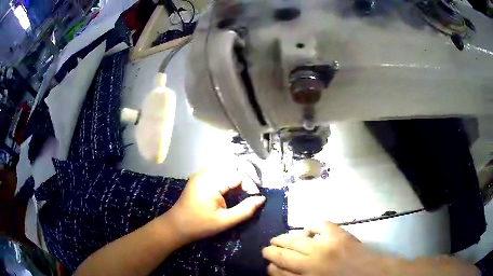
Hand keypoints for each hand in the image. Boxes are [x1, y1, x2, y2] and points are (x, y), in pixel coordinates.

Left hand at [166, 169, 265, 245]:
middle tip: (254, 192)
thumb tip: (261, 199)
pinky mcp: (200, 177)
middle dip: (247, 178)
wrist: (176, 226)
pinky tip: (233, 189)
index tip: (256, 198)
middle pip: (233, 167)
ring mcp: (201, 173)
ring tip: (247, 190)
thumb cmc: (199, 225)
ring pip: (227, 168)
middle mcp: (206, 172)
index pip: (238, 174)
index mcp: (211, 181)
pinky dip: (230, 179)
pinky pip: (219, 172)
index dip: (251, 184)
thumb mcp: (225, 221)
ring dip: (239, 177)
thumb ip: (245, 210)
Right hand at [262, 222, 386, 275]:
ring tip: (277, 238)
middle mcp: (313, 263)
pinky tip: (307, 230)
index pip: (279, 272)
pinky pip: (321, 225)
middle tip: (266, 249)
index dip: (271, 268)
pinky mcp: (340, 235)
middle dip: (271, 251)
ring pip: (297, 240)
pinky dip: (311, 226)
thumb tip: (280, 271)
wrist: (372, 275)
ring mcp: (326, 247)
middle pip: (284, 255)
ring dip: (284, 238)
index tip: (268, 265)